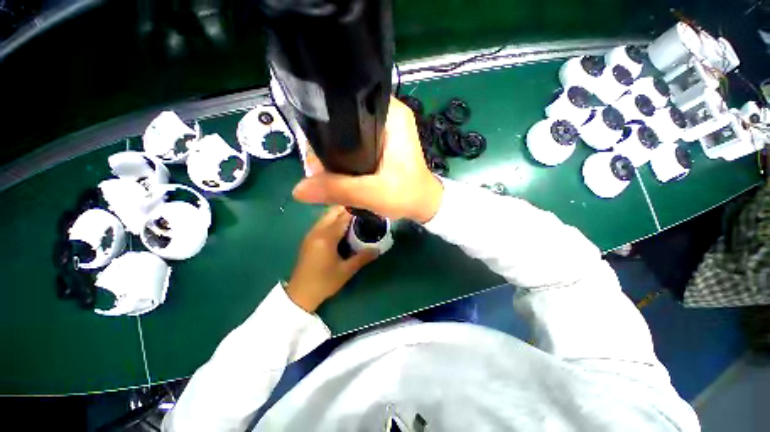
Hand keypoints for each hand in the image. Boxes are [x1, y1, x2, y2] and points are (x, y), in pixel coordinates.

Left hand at [286, 206, 378, 312]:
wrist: (300, 294)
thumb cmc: (324, 282)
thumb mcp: (346, 271)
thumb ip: (363, 257)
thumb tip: (378, 248)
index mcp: (326, 237)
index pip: (343, 217)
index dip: (356, 211)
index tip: (368, 208)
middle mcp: (317, 231)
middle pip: (333, 211)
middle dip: (348, 208)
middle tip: (363, 212)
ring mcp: (311, 233)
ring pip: (327, 215)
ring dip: (340, 213)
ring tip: (355, 217)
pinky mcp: (309, 238)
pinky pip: (323, 222)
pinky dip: (333, 219)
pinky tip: (342, 226)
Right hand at [292, 97, 443, 222]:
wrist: (423, 204)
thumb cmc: (407, 195)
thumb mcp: (372, 193)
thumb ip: (337, 189)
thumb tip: (298, 189)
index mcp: (391, 115)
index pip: (348, 104)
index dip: (325, 123)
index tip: (312, 149)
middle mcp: (388, 114)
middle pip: (345, 119)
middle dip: (328, 144)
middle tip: (317, 168)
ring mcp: (384, 128)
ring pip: (348, 133)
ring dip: (335, 152)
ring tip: (323, 171)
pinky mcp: (381, 142)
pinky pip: (355, 143)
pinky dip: (344, 156)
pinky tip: (336, 169)